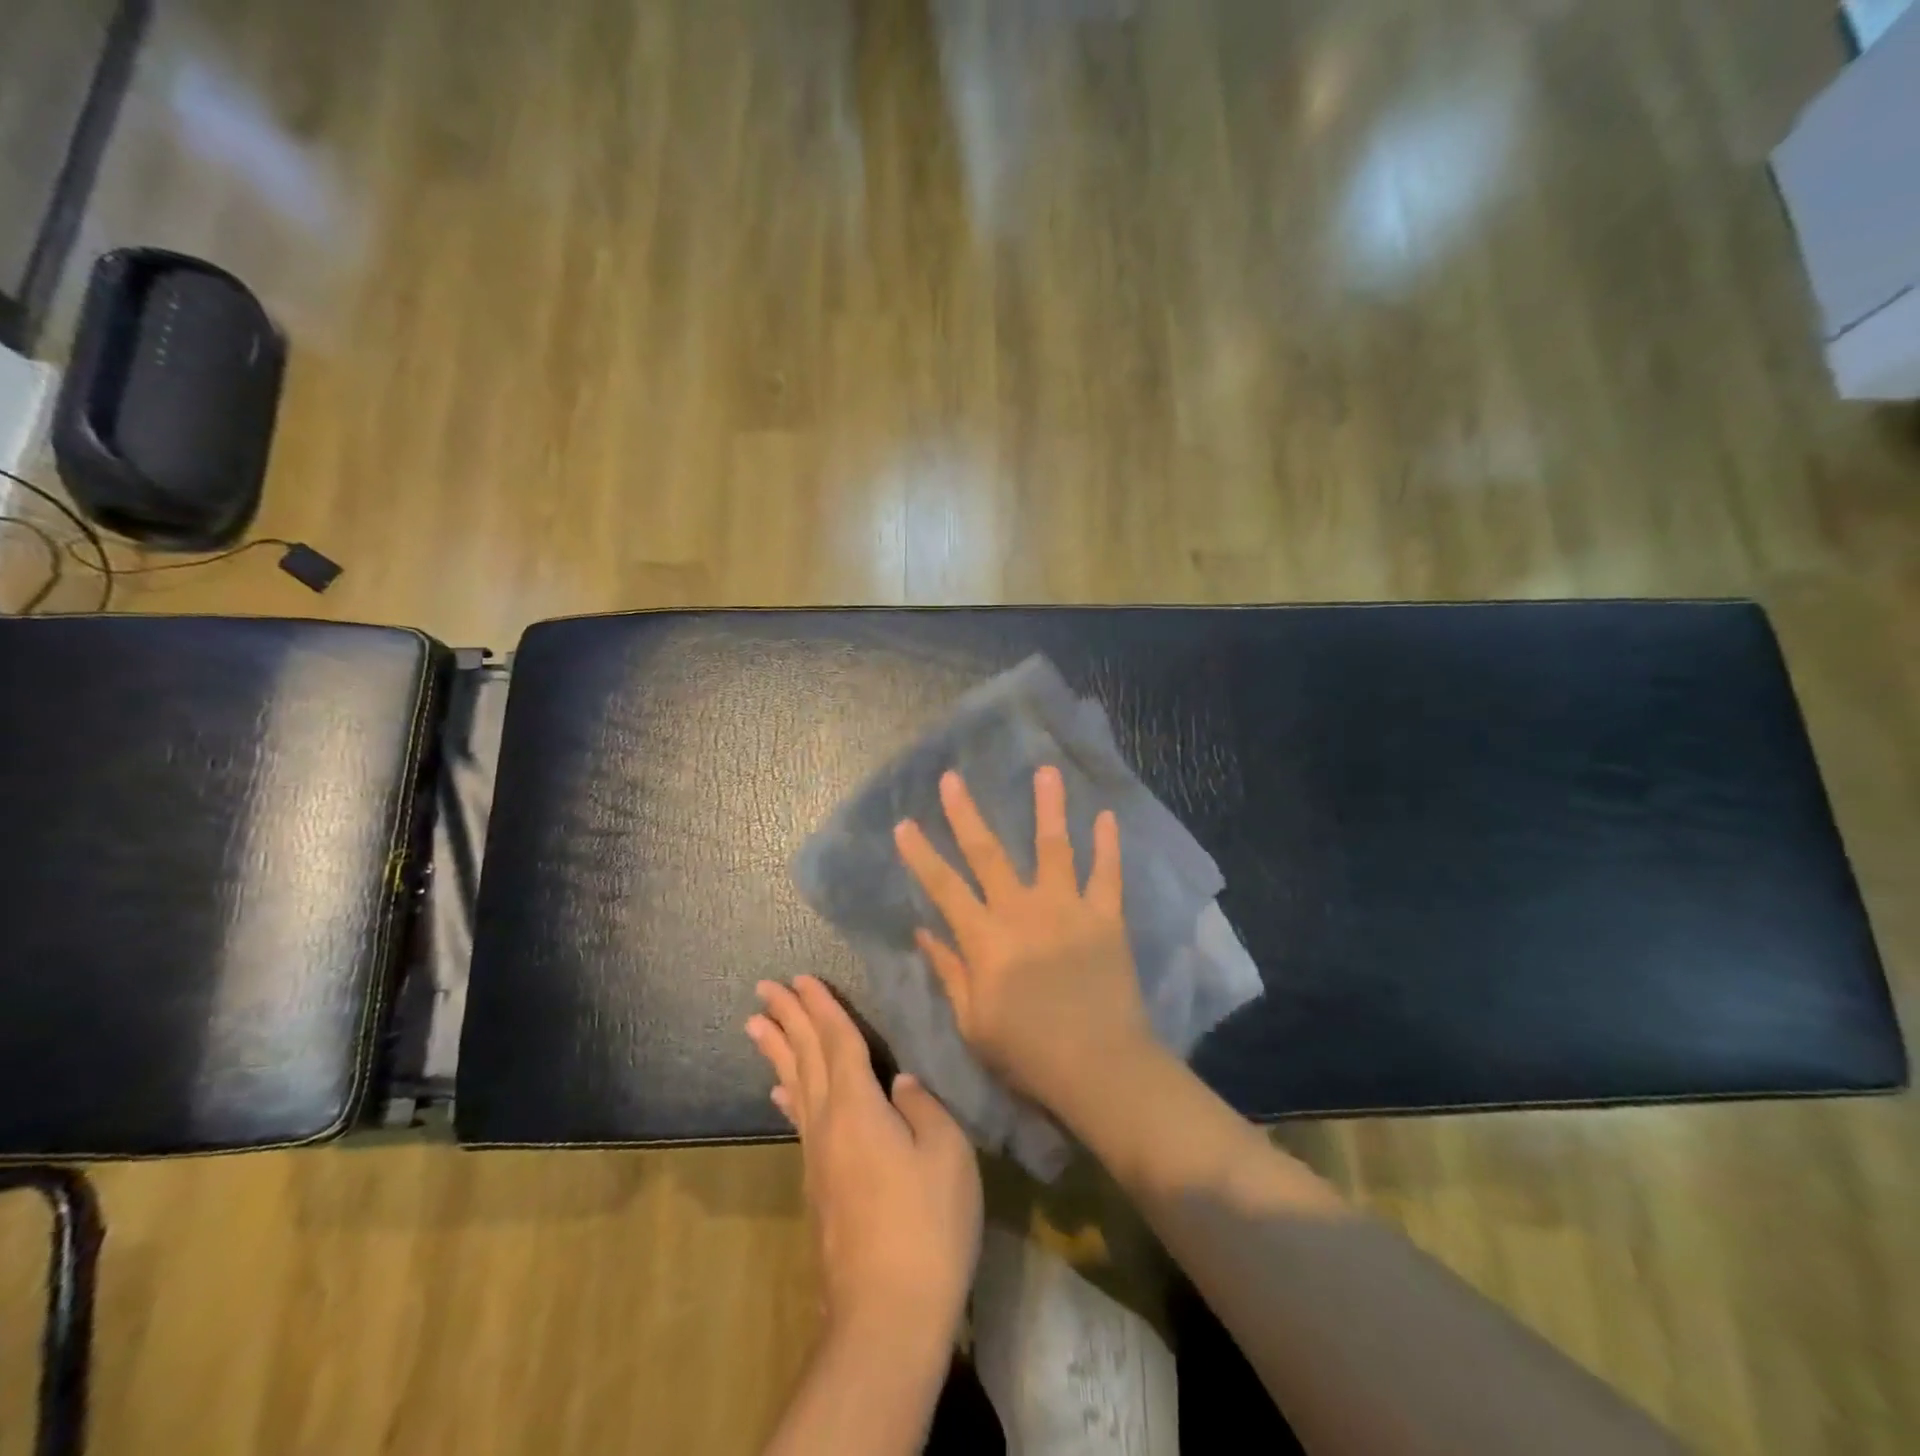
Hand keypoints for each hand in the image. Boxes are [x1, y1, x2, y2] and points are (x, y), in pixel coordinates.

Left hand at [747, 975, 981, 1343]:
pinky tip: (780, 1091)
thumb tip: (901, 1084)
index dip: (821, 1007)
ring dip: (777, 1050)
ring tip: (756, 1024)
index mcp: (858, 1107)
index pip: (836, 1041)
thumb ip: (923, 1108)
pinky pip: (799, 1120)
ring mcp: (819, 1156)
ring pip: (794, 1085)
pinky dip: (788, 1094)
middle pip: (804, 1057)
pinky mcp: (819, 1185)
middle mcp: (828, 1123)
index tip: (800, 978)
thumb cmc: (926, 1225)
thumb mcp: (946, 1155)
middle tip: (764, 988)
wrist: (888, 1314)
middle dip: (786, 1018)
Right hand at [893, 767, 1154, 1122]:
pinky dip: (1108, 844)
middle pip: (988, 853)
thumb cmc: (1028, 1053)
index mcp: (986, 939)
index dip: (921, 855)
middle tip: (952, 778)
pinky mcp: (1105, 917)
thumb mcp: (974, 1022)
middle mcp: (1023, 912)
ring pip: (1054, 847)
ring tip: (1046, 770)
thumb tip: (924, 930)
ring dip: (1048, 807)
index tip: (904, 823)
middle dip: (966, 814)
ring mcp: (1068, 909)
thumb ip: (950, 971)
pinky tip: (1106, 814)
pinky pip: (1108, 874)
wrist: (1100, 1067)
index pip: (944, 887)